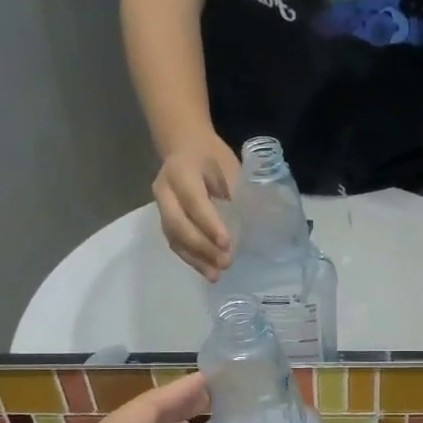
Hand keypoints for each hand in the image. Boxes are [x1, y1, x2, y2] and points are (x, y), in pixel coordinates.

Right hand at [154, 134, 238, 279]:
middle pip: (177, 224)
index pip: (193, 201)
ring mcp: (161, 206)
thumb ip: (238, 191)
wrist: (185, 147)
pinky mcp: (165, 220)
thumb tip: (260, 222)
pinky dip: (191, 259)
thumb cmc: (213, 157)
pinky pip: (175, 242)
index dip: (209, 224)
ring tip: (216, 275)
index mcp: (181, 171)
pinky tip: (208, 271)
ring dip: (196, 259)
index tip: (227, 243)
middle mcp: (165, 190)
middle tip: (226, 263)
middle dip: (201, 247)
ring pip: (174, 237)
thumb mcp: (228, 166)